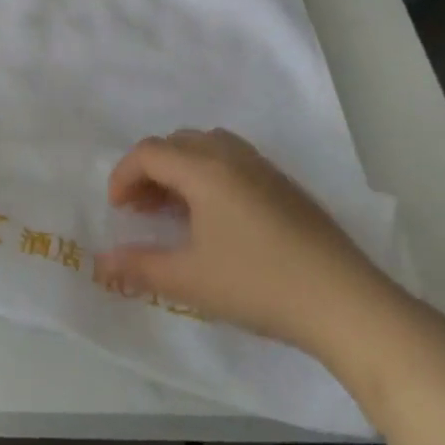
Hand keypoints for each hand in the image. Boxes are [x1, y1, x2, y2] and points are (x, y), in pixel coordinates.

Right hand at [94, 128, 402, 358]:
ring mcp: (263, 168)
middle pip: (177, 142)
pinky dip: (210, 174)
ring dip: (182, 168)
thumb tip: (100, 262)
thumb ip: (139, 266)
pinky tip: (218, 218)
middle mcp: (231, 156)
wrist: (344, 301)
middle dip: (151, 169)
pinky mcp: (285, 185)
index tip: (117, 209)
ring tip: (176, 209)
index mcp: (204, 169)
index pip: (149, 152)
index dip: (124, 175)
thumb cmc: (258, 284)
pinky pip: (233, 160)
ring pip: (208, 146)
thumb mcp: (189, 280)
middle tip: (142, 209)